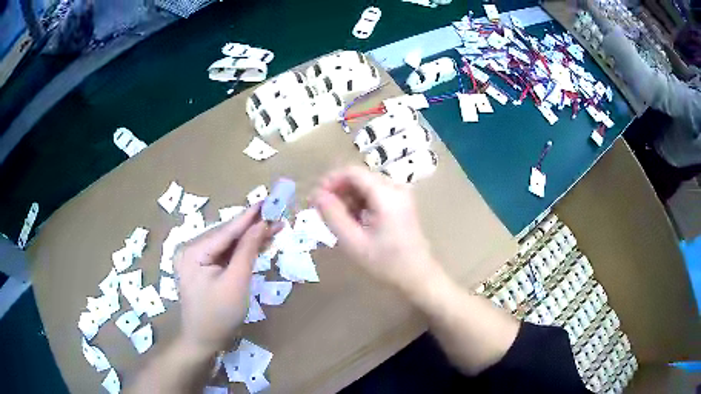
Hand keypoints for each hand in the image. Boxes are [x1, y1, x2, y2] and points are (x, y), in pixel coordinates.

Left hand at [174, 204, 275, 354]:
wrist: (203, 340)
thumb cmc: (219, 315)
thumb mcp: (236, 283)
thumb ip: (248, 251)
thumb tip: (261, 224)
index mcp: (192, 251)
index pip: (226, 230)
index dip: (250, 216)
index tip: (269, 201)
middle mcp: (189, 248)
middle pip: (226, 235)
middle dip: (252, 228)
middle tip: (278, 218)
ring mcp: (193, 257)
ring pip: (226, 243)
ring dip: (249, 239)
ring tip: (273, 229)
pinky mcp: (200, 266)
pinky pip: (223, 254)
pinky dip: (241, 251)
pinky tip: (258, 244)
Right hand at [311, 167, 444, 294]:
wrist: (417, 276)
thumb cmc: (386, 262)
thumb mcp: (353, 242)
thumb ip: (333, 215)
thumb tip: (316, 194)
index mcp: (386, 194)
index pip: (352, 172)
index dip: (330, 181)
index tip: (315, 200)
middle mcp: (395, 187)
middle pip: (359, 178)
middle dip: (338, 192)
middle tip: (323, 213)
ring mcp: (400, 194)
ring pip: (365, 186)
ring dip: (348, 199)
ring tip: (340, 222)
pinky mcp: (401, 203)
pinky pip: (375, 194)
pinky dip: (360, 204)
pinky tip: (355, 223)